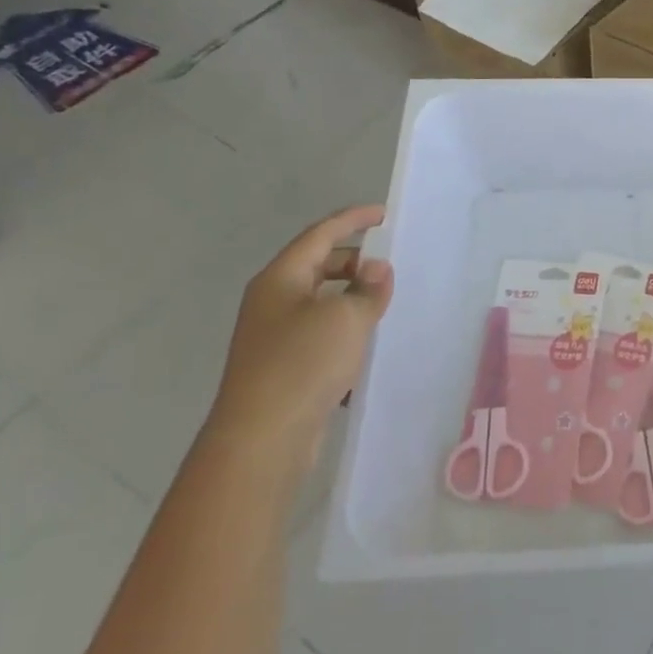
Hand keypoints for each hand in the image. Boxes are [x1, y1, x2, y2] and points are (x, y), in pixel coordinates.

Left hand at [206, 205, 393, 470]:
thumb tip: (376, 270)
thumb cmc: (302, 364)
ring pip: (320, 302)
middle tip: (390, 264)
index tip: (383, 214)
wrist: (262, 439)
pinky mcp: (283, 367)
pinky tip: (368, 343)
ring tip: (386, 302)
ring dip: (352, 297)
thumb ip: (368, 288)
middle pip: (318, 266)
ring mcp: (274, 336)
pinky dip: (345, 329)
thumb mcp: (347, 317)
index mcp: (280, 279)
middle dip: (355, 261)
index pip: (320, 235)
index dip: (352, 220)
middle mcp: (273, 301)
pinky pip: (320, 333)